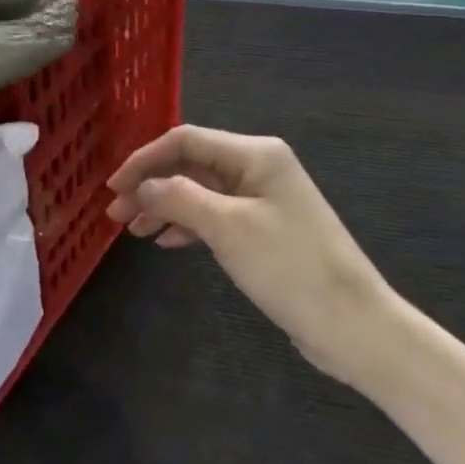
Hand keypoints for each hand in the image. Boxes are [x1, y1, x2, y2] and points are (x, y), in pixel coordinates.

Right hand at [106, 126, 402, 386]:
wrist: (351, 323)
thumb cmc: (288, 267)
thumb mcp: (227, 227)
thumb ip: (179, 198)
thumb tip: (142, 186)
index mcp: (255, 154)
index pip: (185, 140)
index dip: (143, 160)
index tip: (113, 187)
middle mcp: (259, 167)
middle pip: (190, 165)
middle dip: (151, 185)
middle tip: (115, 215)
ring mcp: (262, 199)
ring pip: (199, 191)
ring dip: (164, 206)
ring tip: (133, 231)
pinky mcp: (264, 229)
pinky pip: (215, 215)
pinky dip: (187, 224)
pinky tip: (167, 242)